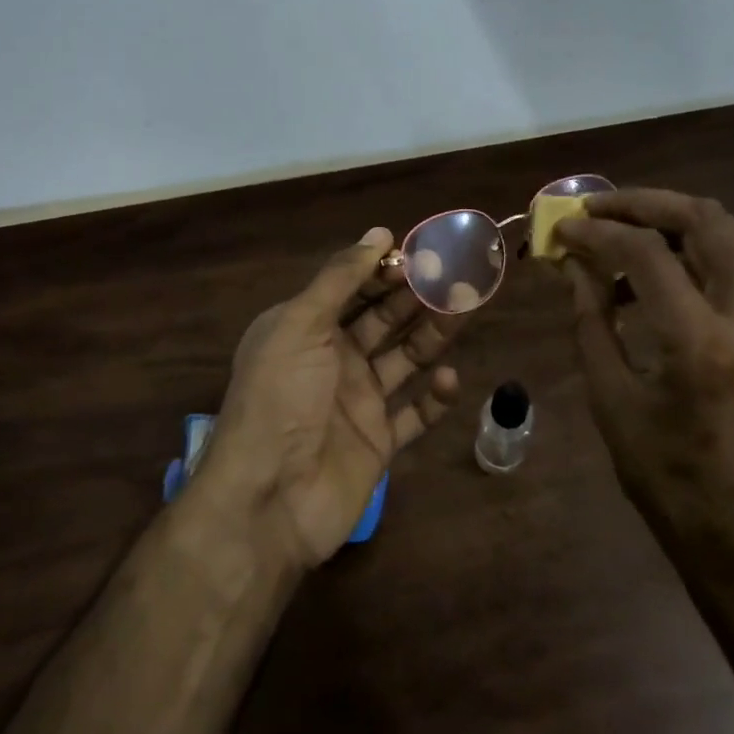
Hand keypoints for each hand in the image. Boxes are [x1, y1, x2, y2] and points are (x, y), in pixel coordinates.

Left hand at [192, 227, 462, 569]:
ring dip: (434, 335)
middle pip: (385, 319)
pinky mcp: (378, 441)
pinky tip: (449, 379)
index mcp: (306, 329)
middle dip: (417, 297)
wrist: (268, 500)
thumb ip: (340, 278)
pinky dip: (434, 397)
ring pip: (406, 358)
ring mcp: (358, 402)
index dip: (386, 270)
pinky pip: (415, 413)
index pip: (353, 288)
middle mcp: (333, 359)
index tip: (424, 254)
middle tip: (458, 276)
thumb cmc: (280, 399)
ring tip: (464, 311)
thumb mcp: (300, 325)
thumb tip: (379, 233)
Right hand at [553, 189, 733, 551]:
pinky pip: (728, 266)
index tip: (562, 229)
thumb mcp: (611, 400)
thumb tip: (575, 266)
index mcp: (699, 342)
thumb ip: (592, 321)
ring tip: (617, 232)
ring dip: (669, 220)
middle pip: (707, 220)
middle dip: (647, 202)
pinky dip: (685, 251)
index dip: (597, 232)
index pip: (646, 254)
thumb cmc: (665, 478)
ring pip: (726, 235)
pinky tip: (643, 276)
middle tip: (598, 207)